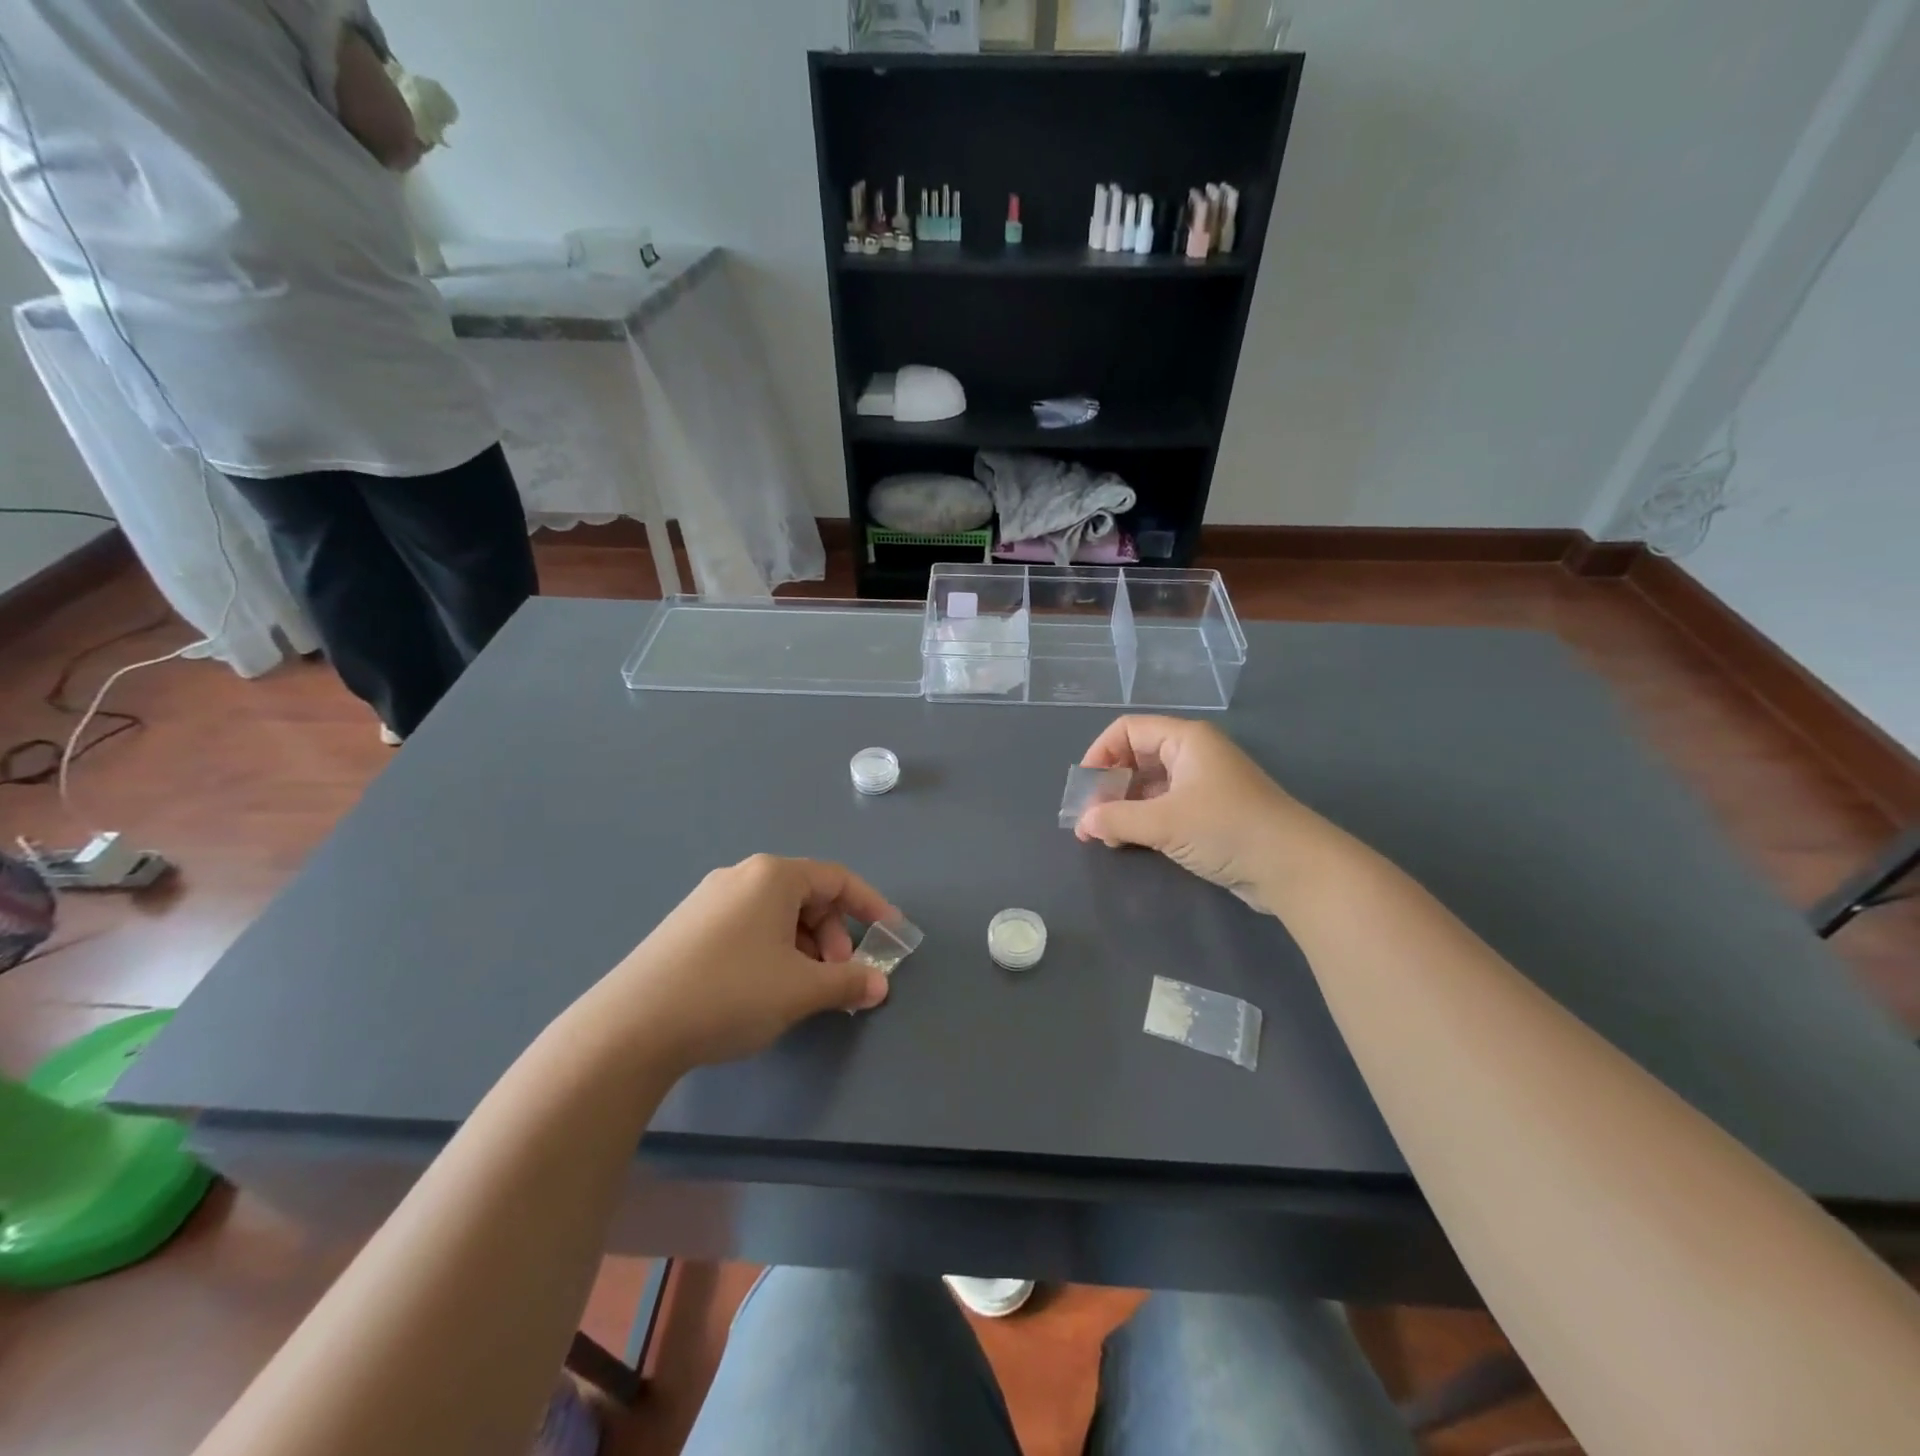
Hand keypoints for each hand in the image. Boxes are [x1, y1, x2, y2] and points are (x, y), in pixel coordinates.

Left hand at [596, 855, 894, 1071]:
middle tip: (837, 976)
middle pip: (806, 895)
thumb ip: (848, 982)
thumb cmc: (731, 993)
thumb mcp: (801, 989)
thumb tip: (879, 985)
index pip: (837, 879)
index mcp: (773, 876)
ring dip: (803, 946)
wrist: (631, 1027)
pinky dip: (772, 949)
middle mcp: (741, 876)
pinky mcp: (686, 926)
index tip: (890, 934)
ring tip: (802, 988)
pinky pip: (747, 926)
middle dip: (832, 935)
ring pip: (776, 913)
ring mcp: (709, 900)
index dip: (870, 906)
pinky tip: (764, 988)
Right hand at [1074, 716, 1306, 911]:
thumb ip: (1117, 819)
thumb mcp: (1164, 822)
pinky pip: (1164, 807)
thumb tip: (1083, 822)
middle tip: (1089, 819)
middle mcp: (1192, 755)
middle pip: (1136, 758)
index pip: (1127, 730)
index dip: (1099, 754)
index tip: (1083, 788)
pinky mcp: (1209, 813)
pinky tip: (1127, 843)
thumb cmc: (1226, 828)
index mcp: (1185, 739)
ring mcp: (1202, 785)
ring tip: (1103, 837)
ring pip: (1148, 786)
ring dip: (1122, 808)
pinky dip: (1142, 821)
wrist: (1293, 867)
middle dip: (1108, 786)